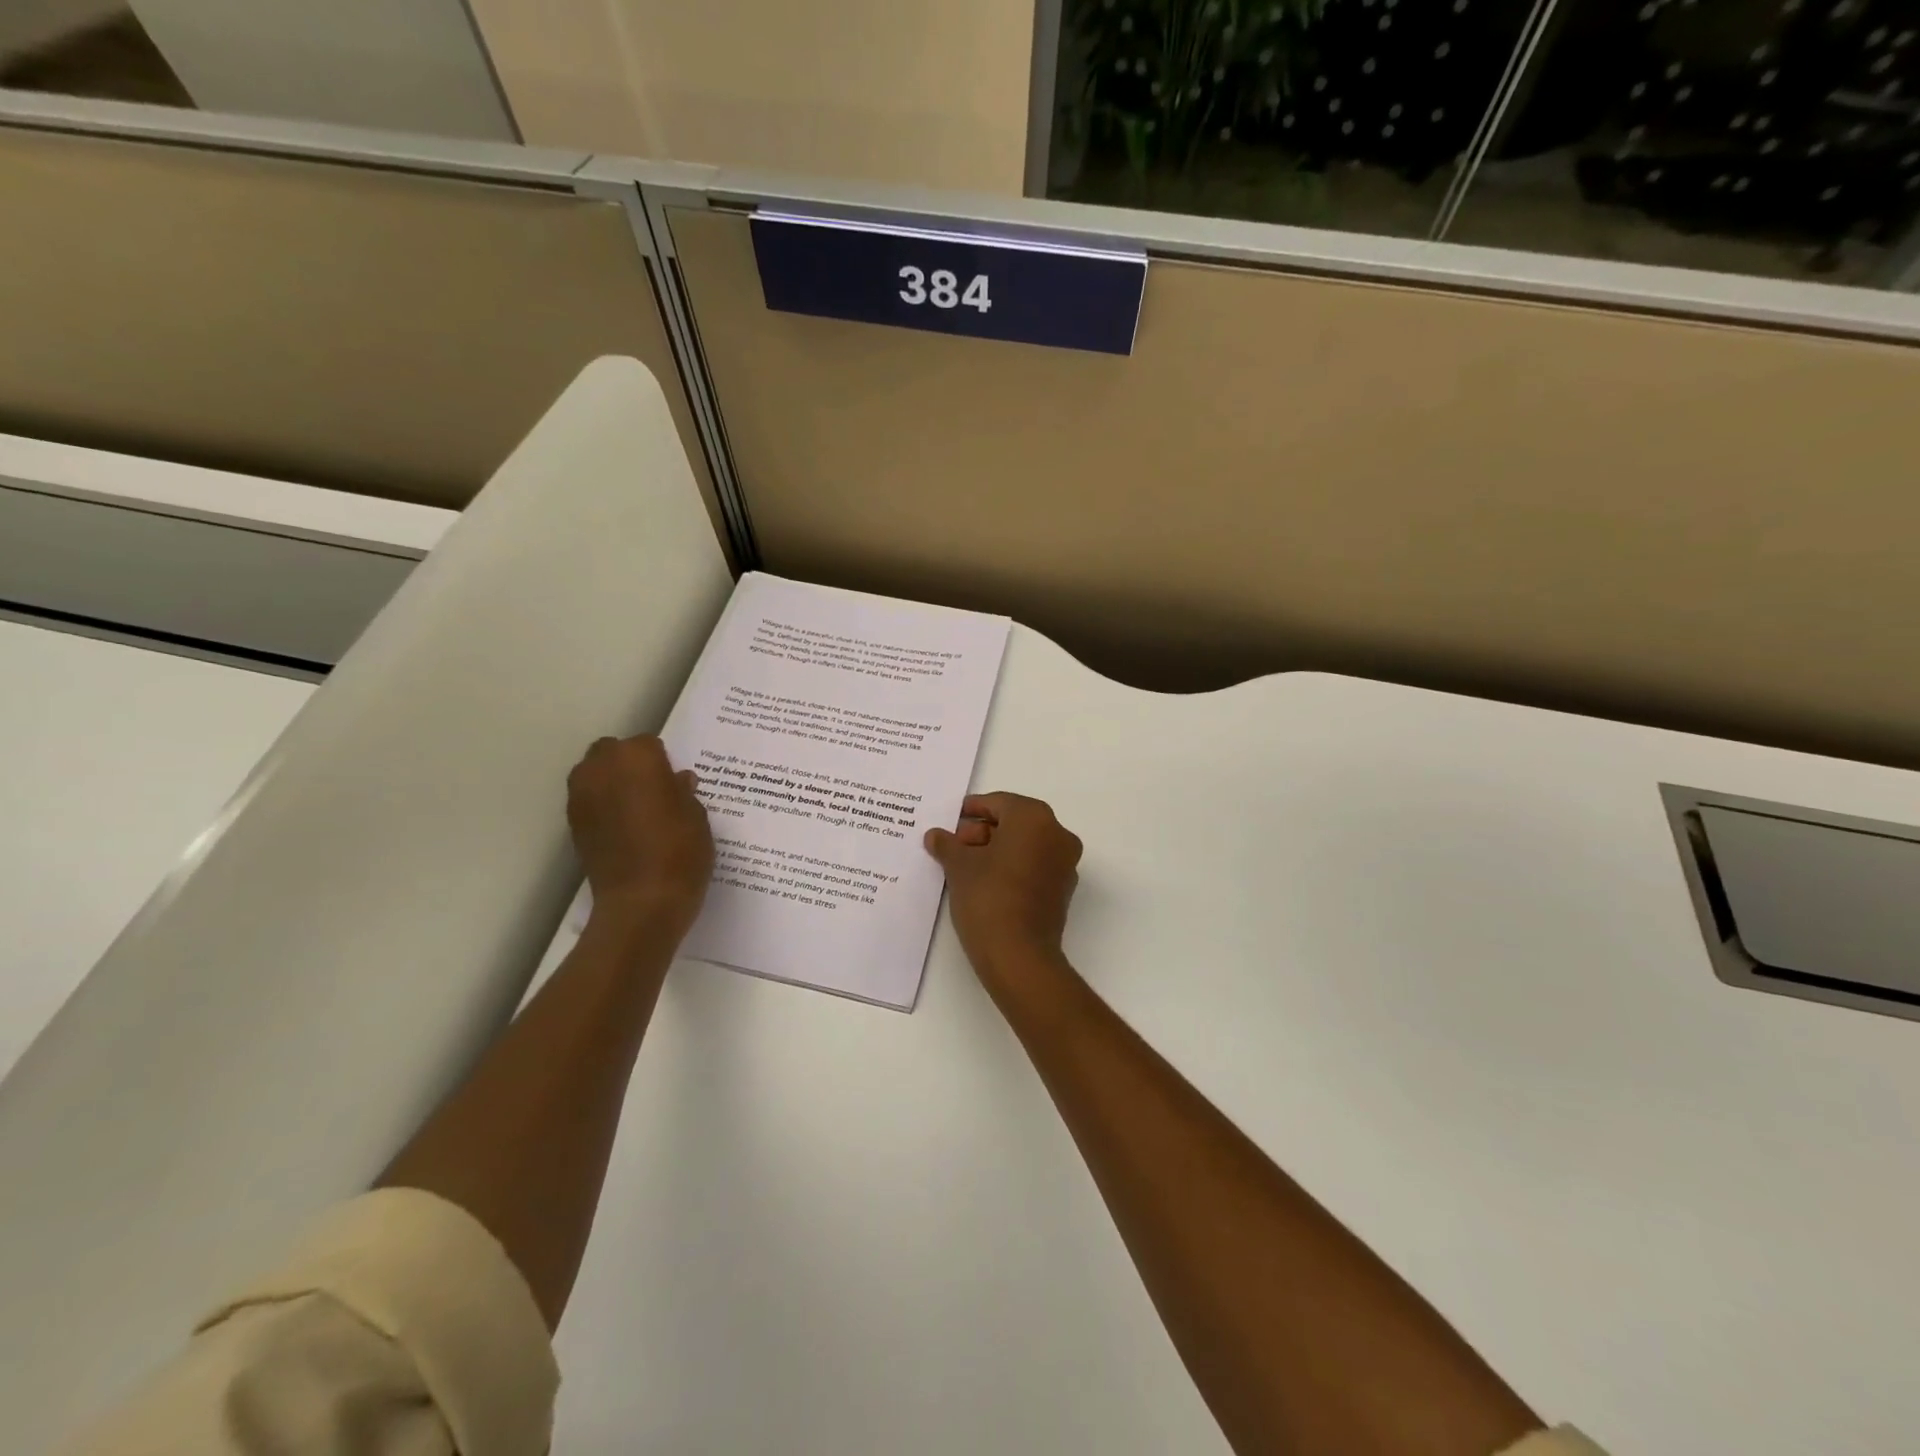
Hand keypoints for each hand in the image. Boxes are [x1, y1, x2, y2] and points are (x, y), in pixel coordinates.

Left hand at [567, 736, 713, 936]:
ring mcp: (581, 796)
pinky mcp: (573, 824)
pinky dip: (602, 806)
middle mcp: (602, 768)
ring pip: (594, 774)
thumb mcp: (697, 816)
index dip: (663, 762)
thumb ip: (683, 792)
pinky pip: (588, 801)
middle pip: (612, 751)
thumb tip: (677, 781)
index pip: (649, 744)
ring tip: (637, 808)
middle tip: (654, 789)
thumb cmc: (680, 851)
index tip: (675, 782)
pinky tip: (623, 828)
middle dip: (630, 764)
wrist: (642, 902)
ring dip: (612, 782)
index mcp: (637, 758)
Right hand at [925, 793, 1082, 984]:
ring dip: (996, 850)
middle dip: (982, 831)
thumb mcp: (959, 866)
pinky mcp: (1063, 890)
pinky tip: (984, 882)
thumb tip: (936, 836)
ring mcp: (1065, 864)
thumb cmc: (988, 897)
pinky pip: (1034, 866)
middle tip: (954, 846)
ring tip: (964, 866)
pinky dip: (1012, 867)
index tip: (951, 819)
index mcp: (1034, 818)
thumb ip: (947, 844)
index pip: (999, 803)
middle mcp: (1057, 834)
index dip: (972, 810)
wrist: (1018, 955)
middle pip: (1014, 822)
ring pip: (1025, 845)